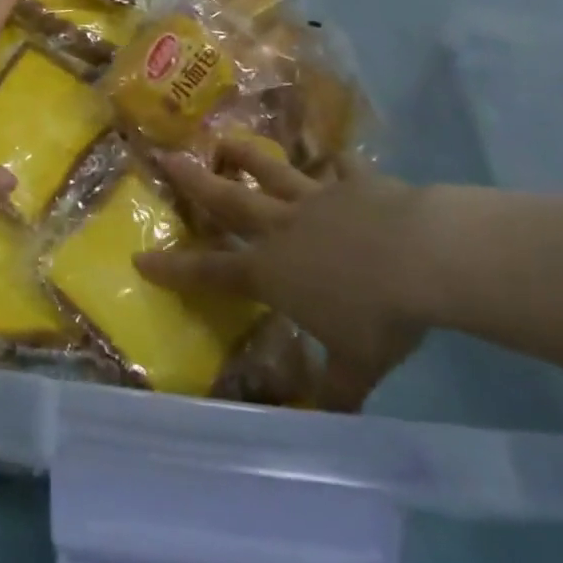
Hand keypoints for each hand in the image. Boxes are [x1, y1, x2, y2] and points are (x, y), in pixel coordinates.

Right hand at [138, 139, 434, 411]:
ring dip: (247, 157)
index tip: (140, 258)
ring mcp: (317, 200)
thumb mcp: (357, 365)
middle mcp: (283, 229)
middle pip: (230, 202)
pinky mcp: (355, 185)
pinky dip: (334, 162)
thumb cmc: (379, 316)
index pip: (211, 273)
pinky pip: (340, 169)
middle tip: (167, 158)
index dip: (174, 268)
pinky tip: (333, 155)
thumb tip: (325, 422)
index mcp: (272, 272)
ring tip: (225, 140)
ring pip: (273, 174)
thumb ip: (336, 389)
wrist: (422, 257)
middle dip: (195, 183)